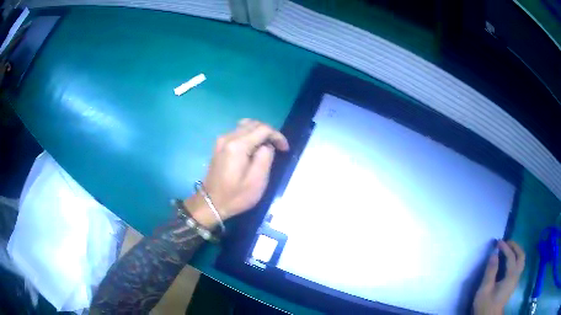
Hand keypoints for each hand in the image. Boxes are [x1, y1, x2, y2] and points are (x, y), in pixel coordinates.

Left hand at [185, 119, 288, 227]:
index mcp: (238, 145)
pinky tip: (254, 148)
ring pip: (245, 126)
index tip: (285, 149)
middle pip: (253, 124)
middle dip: (269, 132)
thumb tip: (267, 145)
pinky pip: (238, 132)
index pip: (263, 129)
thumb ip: (265, 157)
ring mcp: (221, 140)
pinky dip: (250, 135)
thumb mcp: (257, 180)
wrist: (211, 203)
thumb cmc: (236, 195)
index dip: (277, 136)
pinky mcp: (219, 145)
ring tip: (267, 146)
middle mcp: (228, 137)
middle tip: (278, 147)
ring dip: (259, 132)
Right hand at [473, 240, 525, 314]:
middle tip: (506, 243)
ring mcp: (516, 280)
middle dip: (515, 246)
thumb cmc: (486, 305)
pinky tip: (509, 260)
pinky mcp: (513, 283)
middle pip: (521, 256)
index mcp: (511, 277)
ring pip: (522, 260)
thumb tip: (494, 252)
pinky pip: (519, 265)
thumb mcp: (485, 289)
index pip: (511, 257)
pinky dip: (516, 258)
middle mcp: (516, 276)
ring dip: (517, 252)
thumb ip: (491, 271)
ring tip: (508, 249)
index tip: (498, 242)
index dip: (505, 247)